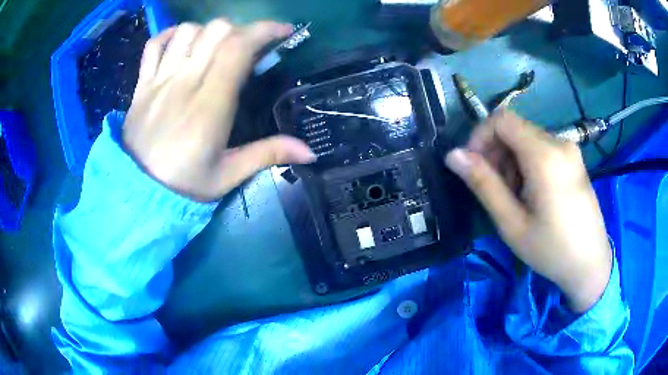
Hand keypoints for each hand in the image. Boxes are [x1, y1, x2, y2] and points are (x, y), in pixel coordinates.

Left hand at [122, 20, 315, 201]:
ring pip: (187, 32)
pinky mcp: (142, 85)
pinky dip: (170, 35)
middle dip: (240, 30)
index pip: (238, 48)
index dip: (265, 31)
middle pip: (216, 30)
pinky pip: (154, 45)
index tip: (283, 32)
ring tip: (215, 47)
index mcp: (210, 104)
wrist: (139, 193)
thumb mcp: (228, 175)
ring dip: (208, 32)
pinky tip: (182, 43)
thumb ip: (267, 155)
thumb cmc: (185, 184)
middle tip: (248, 47)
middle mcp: (185, 83)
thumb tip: (311, 151)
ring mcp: (159, 80)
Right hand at [445, 111, 612, 312]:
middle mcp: (559, 142)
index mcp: (545, 155)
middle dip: (496, 153)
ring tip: (514, 197)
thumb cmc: (551, 249)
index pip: (502, 119)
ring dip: (511, 161)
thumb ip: (484, 184)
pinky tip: (531, 193)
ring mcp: (569, 149)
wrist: (591, 263)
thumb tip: (453, 155)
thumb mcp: (512, 223)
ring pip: (527, 139)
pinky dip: (527, 164)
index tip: (472, 166)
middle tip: (493, 190)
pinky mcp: (573, 159)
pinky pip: (542, 149)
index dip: (480, 136)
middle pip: (515, 129)